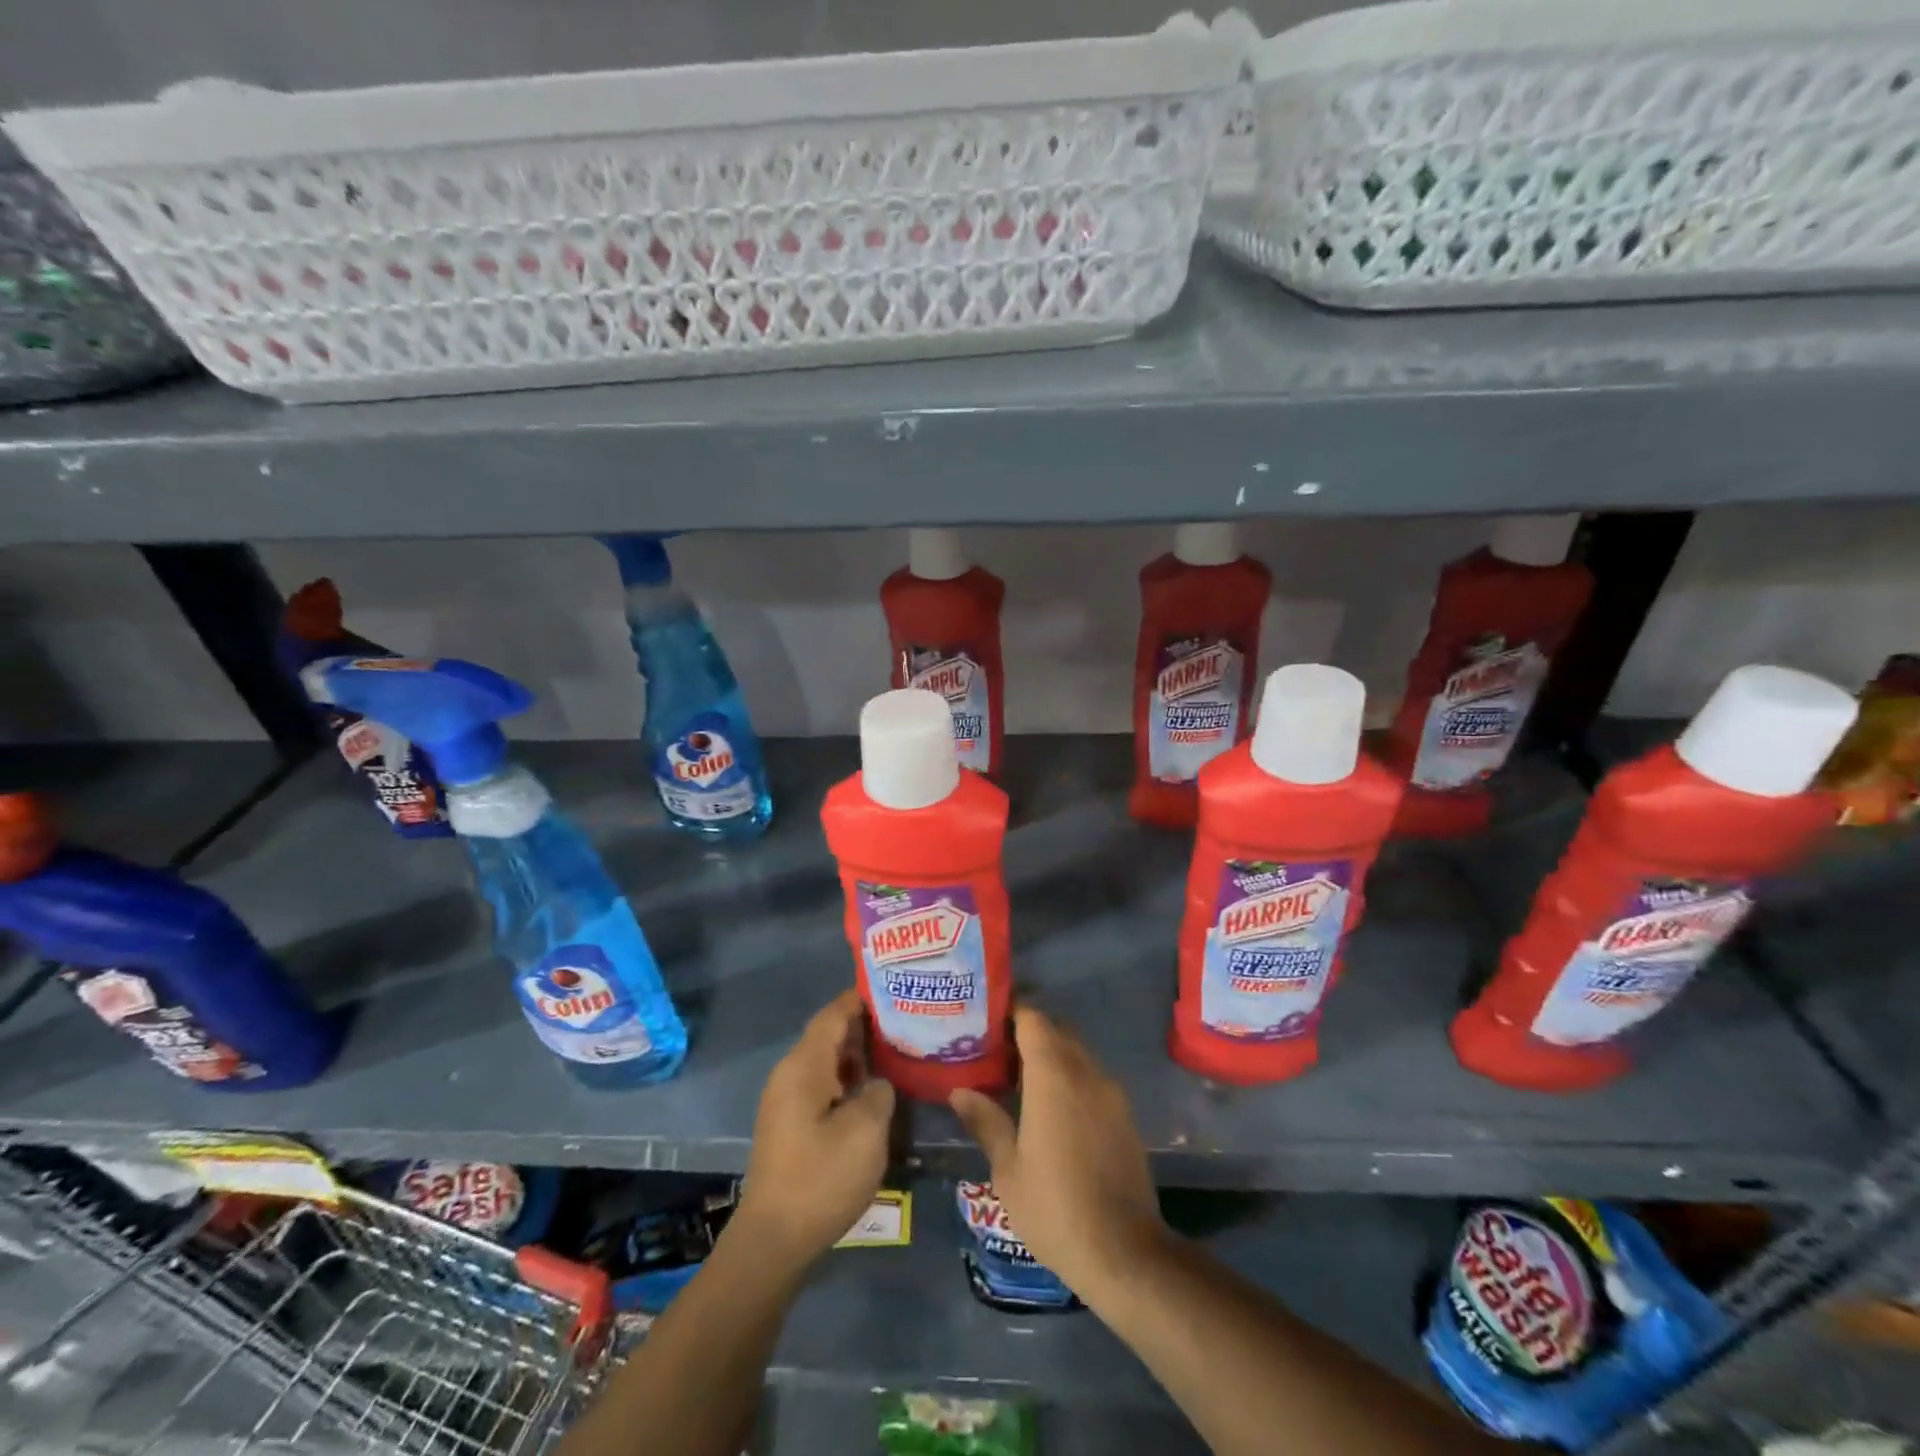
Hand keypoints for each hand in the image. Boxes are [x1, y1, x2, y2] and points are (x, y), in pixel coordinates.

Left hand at [734, 989, 894, 1273]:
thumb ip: (879, 1092)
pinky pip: (821, 1084)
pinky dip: (847, 1079)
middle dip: (864, 1026)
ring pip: (826, 1061)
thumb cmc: (821, 1177)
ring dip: (857, 1055)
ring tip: (896, 1050)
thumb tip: (878, 1084)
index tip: (893, 988)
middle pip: (829, 1035)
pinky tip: (873, 1090)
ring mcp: (786, 1101)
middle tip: (905, 1019)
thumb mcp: (866, 1130)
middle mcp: (790, 1074)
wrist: (773, 1241)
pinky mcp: (789, 1125)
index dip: (860, 999)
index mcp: (804, 1066)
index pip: (833, 1015)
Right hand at [949, 1005, 1166, 1297]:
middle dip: (1027, 1032)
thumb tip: (959, 1091)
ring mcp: (1110, 1092)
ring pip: (1076, 1053)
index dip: (1010, 1012)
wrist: (1125, 1252)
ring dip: (1050, 1055)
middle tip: (994, 1049)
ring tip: (1016, 1078)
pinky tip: (1048, 1106)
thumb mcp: (1008, 1169)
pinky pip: (1091, 1077)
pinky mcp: (1124, 1115)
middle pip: (1056, 1030)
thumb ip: (986, 1122)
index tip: (985, 1020)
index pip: (1033, 1019)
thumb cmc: (1054, 1208)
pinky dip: (1069, 1076)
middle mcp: (1085, 1072)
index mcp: (1053, 1075)